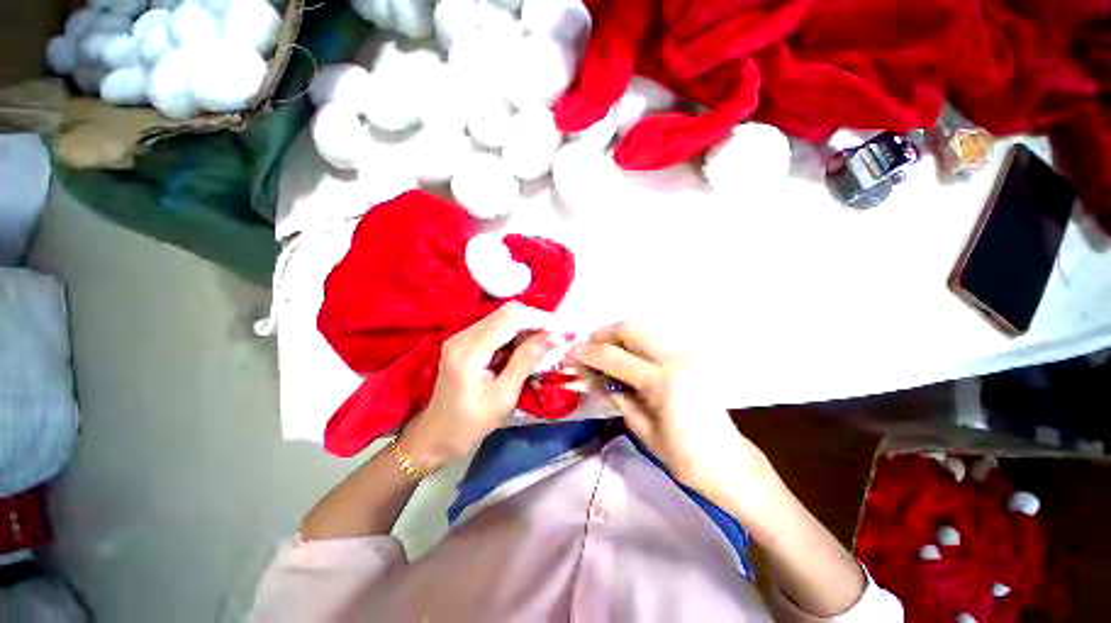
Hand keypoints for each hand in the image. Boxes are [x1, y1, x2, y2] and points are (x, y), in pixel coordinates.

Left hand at [399, 302, 556, 470]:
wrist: (435, 435)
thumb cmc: (470, 424)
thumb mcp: (504, 396)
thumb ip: (527, 360)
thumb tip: (555, 335)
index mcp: (469, 351)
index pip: (510, 318)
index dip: (539, 319)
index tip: (563, 331)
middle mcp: (462, 335)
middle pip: (506, 312)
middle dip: (536, 321)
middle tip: (557, 338)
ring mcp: (461, 335)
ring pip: (503, 317)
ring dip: (527, 326)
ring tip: (545, 344)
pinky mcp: (465, 340)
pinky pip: (496, 326)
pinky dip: (515, 333)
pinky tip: (525, 348)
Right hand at [568, 323, 771, 500]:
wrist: (728, 462)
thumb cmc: (683, 456)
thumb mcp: (640, 427)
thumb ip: (613, 393)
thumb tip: (588, 373)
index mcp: (662, 382)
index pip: (613, 356)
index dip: (586, 353)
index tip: (568, 355)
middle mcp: (675, 358)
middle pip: (630, 328)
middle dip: (603, 334)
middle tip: (587, 349)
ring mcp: (686, 353)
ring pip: (643, 328)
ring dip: (618, 335)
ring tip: (603, 351)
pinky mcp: (690, 356)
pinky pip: (655, 338)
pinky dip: (634, 340)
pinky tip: (625, 355)